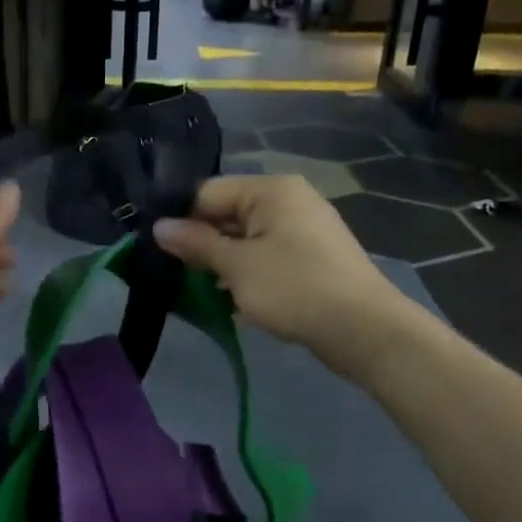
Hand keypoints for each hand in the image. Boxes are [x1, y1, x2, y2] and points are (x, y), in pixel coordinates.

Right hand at [153, 174, 412, 360]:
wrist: (365, 331)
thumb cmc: (295, 288)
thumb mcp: (237, 266)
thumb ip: (196, 244)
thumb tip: (159, 227)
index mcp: (271, 190)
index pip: (208, 192)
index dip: (180, 219)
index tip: (156, 249)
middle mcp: (288, 201)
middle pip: (227, 214)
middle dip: (200, 243)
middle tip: (171, 273)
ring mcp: (302, 229)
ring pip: (245, 239)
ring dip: (221, 263)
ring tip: (195, 290)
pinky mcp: (310, 258)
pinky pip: (265, 256)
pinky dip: (245, 273)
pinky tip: (229, 299)